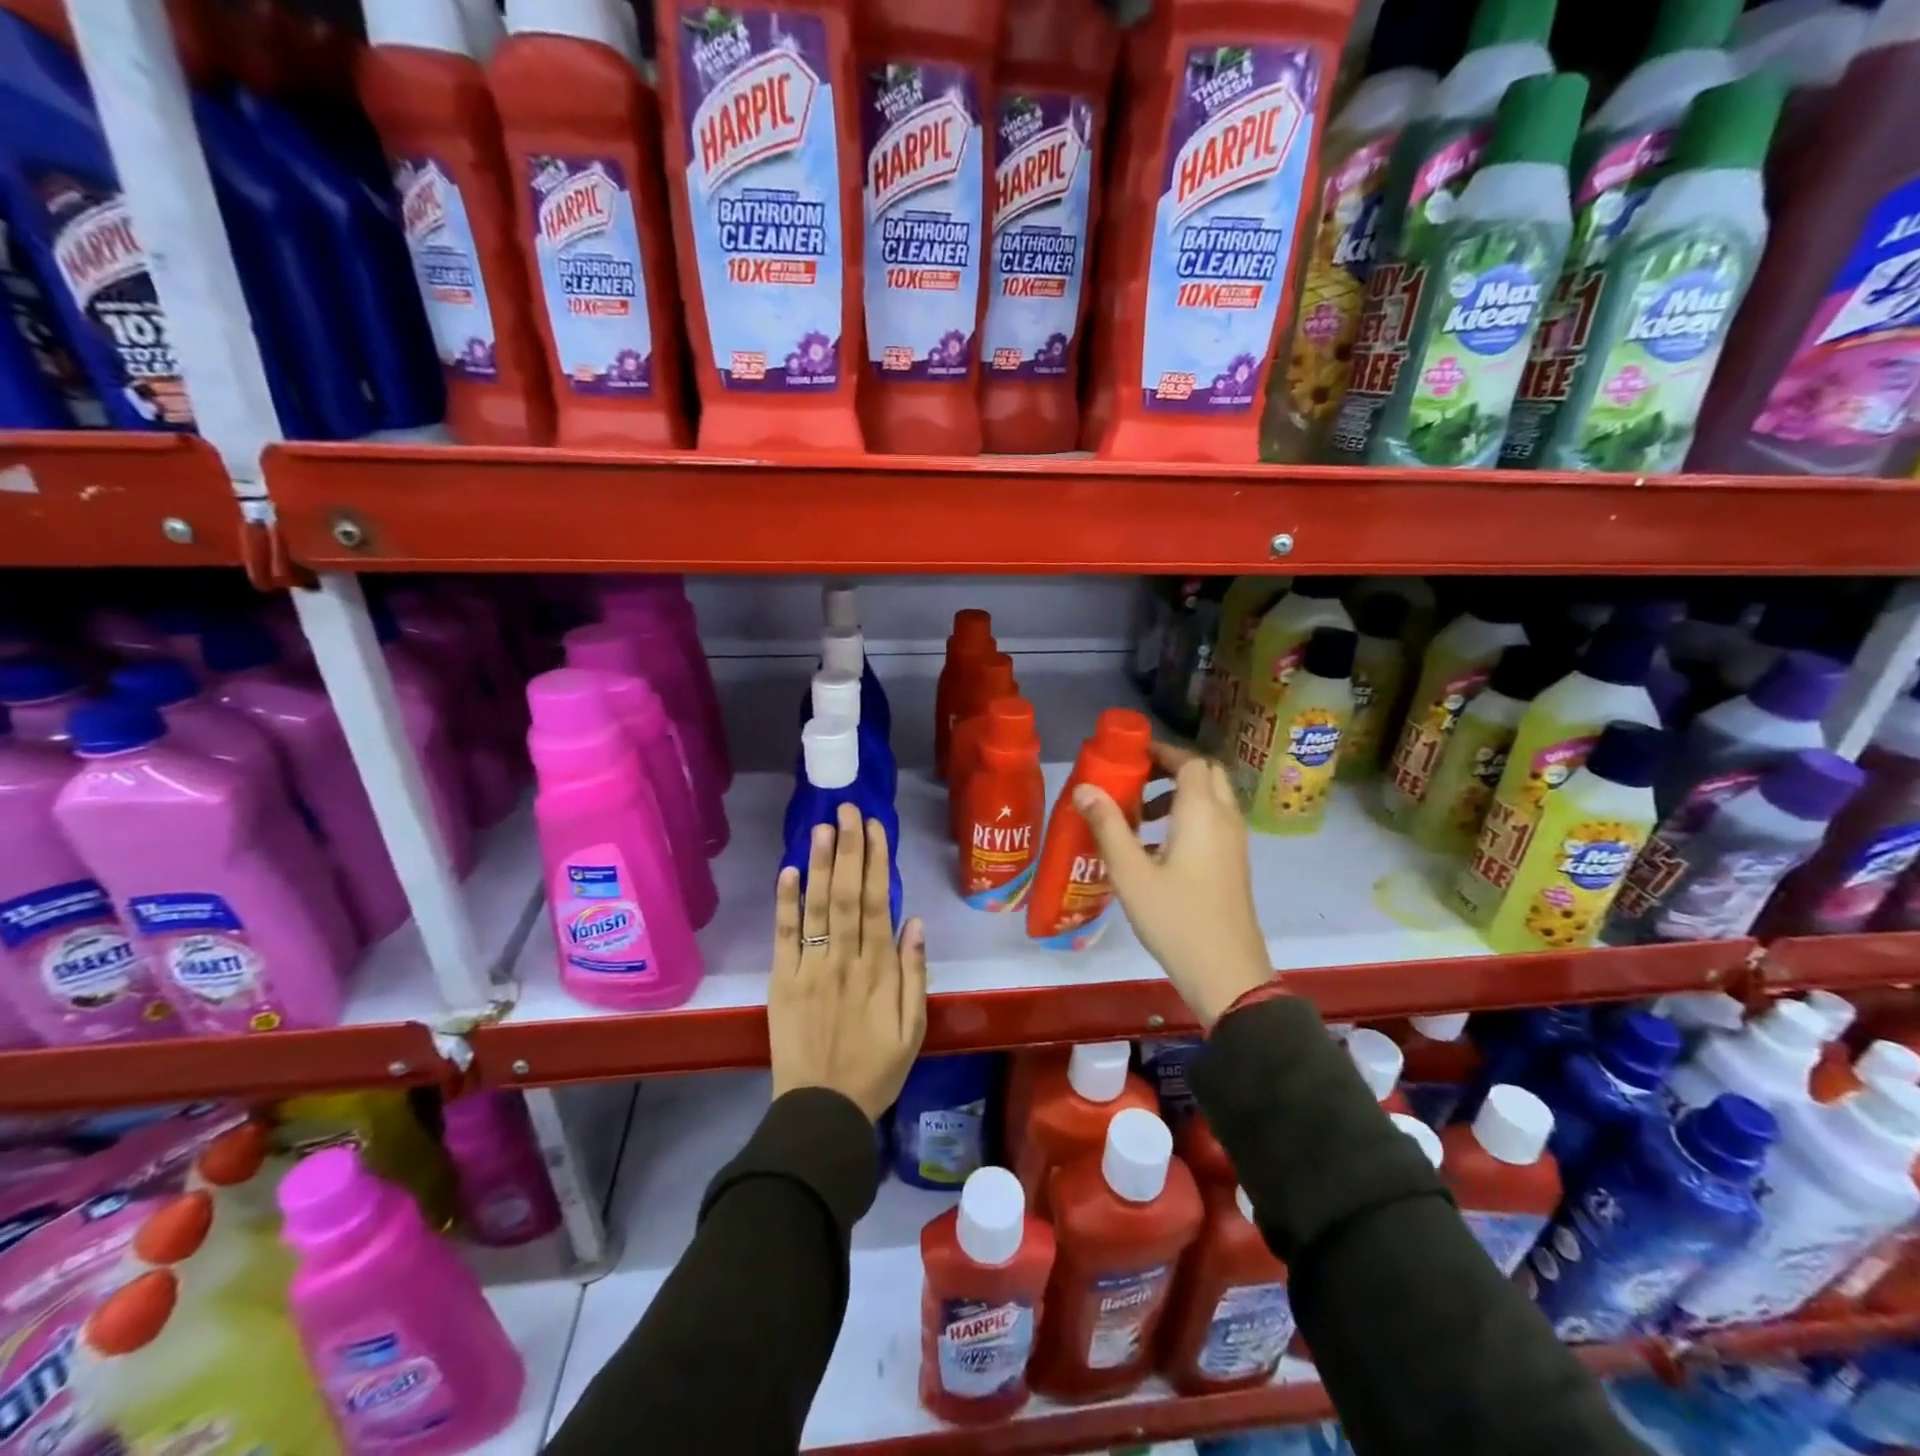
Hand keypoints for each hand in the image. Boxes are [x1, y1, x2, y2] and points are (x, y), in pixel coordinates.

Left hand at [769, 804, 927, 1119]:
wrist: (822, 1111)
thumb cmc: (876, 1070)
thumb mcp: (913, 1029)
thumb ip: (914, 974)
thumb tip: (914, 922)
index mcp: (878, 970)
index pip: (877, 903)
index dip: (876, 862)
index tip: (875, 827)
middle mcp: (844, 960)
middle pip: (846, 894)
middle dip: (849, 848)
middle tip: (847, 809)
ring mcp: (810, 968)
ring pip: (816, 907)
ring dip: (819, 864)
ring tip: (822, 827)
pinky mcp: (783, 982)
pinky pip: (784, 937)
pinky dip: (785, 904)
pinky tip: (788, 872)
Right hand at [1074, 743, 1271, 1027]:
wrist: (1226, 973)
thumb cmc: (1175, 919)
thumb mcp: (1131, 873)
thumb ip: (1108, 826)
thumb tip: (1084, 788)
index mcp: (1202, 813)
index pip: (1190, 761)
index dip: (1162, 751)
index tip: (1130, 756)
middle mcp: (1225, 819)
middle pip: (1205, 774)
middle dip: (1170, 769)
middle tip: (1134, 781)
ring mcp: (1234, 843)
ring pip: (1211, 799)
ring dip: (1178, 795)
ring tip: (1137, 817)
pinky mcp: (1234, 864)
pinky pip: (1214, 822)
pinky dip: (1188, 818)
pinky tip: (1156, 848)